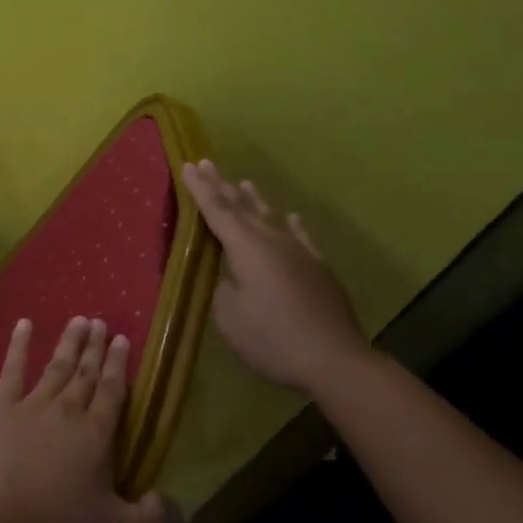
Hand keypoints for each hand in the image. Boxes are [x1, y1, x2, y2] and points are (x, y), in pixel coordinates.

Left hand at [0, 316, 167, 522]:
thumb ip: (149, 516)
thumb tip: (168, 500)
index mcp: (97, 435)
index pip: (112, 390)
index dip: (118, 364)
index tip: (122, 339)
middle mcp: (67, 410)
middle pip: (85, 373)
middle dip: (95, 347)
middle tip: (100, 322)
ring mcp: (31, 405)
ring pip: (56, 366)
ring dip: (69, 342)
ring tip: (79, 320)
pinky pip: (12, 369)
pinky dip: (19, 345)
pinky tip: (24, 324)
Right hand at [182, 158, 368, 391]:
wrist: (333, 359)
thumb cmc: (271, 338)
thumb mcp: (229, 316)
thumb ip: (223, 287)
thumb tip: (232, 276)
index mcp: (247, 248)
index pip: (218, 211)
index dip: (201, 189)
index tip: (189, 165)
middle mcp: (273, 241)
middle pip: (243, 207)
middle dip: (223, 185)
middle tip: (207, 163)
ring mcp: (300, 252)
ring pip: (272, 217)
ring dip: (255, 200)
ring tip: (245, 182)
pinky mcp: (319, 268)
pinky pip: (301, 237)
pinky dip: (292, 224)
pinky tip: (291, 217)